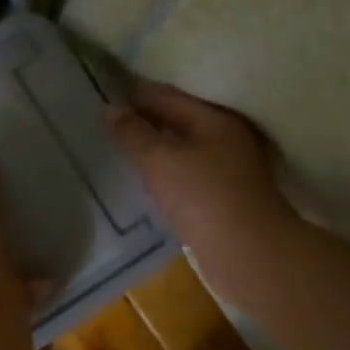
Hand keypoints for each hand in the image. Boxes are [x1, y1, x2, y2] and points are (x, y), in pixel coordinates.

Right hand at [104, 81, 298, 303]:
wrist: (247, 255)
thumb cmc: (205, 198)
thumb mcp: (161, 160)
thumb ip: (133, 134)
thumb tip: (110, 110)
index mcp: (216, 120)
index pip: (167, 96)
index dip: (134, 94)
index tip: (101, 94)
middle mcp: (225, 139)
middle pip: (176, 121)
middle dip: (142, 120)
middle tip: (103, 121)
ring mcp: (225, 171)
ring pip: (179, 150)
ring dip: (152, 148)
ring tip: (116, 147)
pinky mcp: (220, 199)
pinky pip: (183, 175)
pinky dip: (162, 173)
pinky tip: (142, 179)